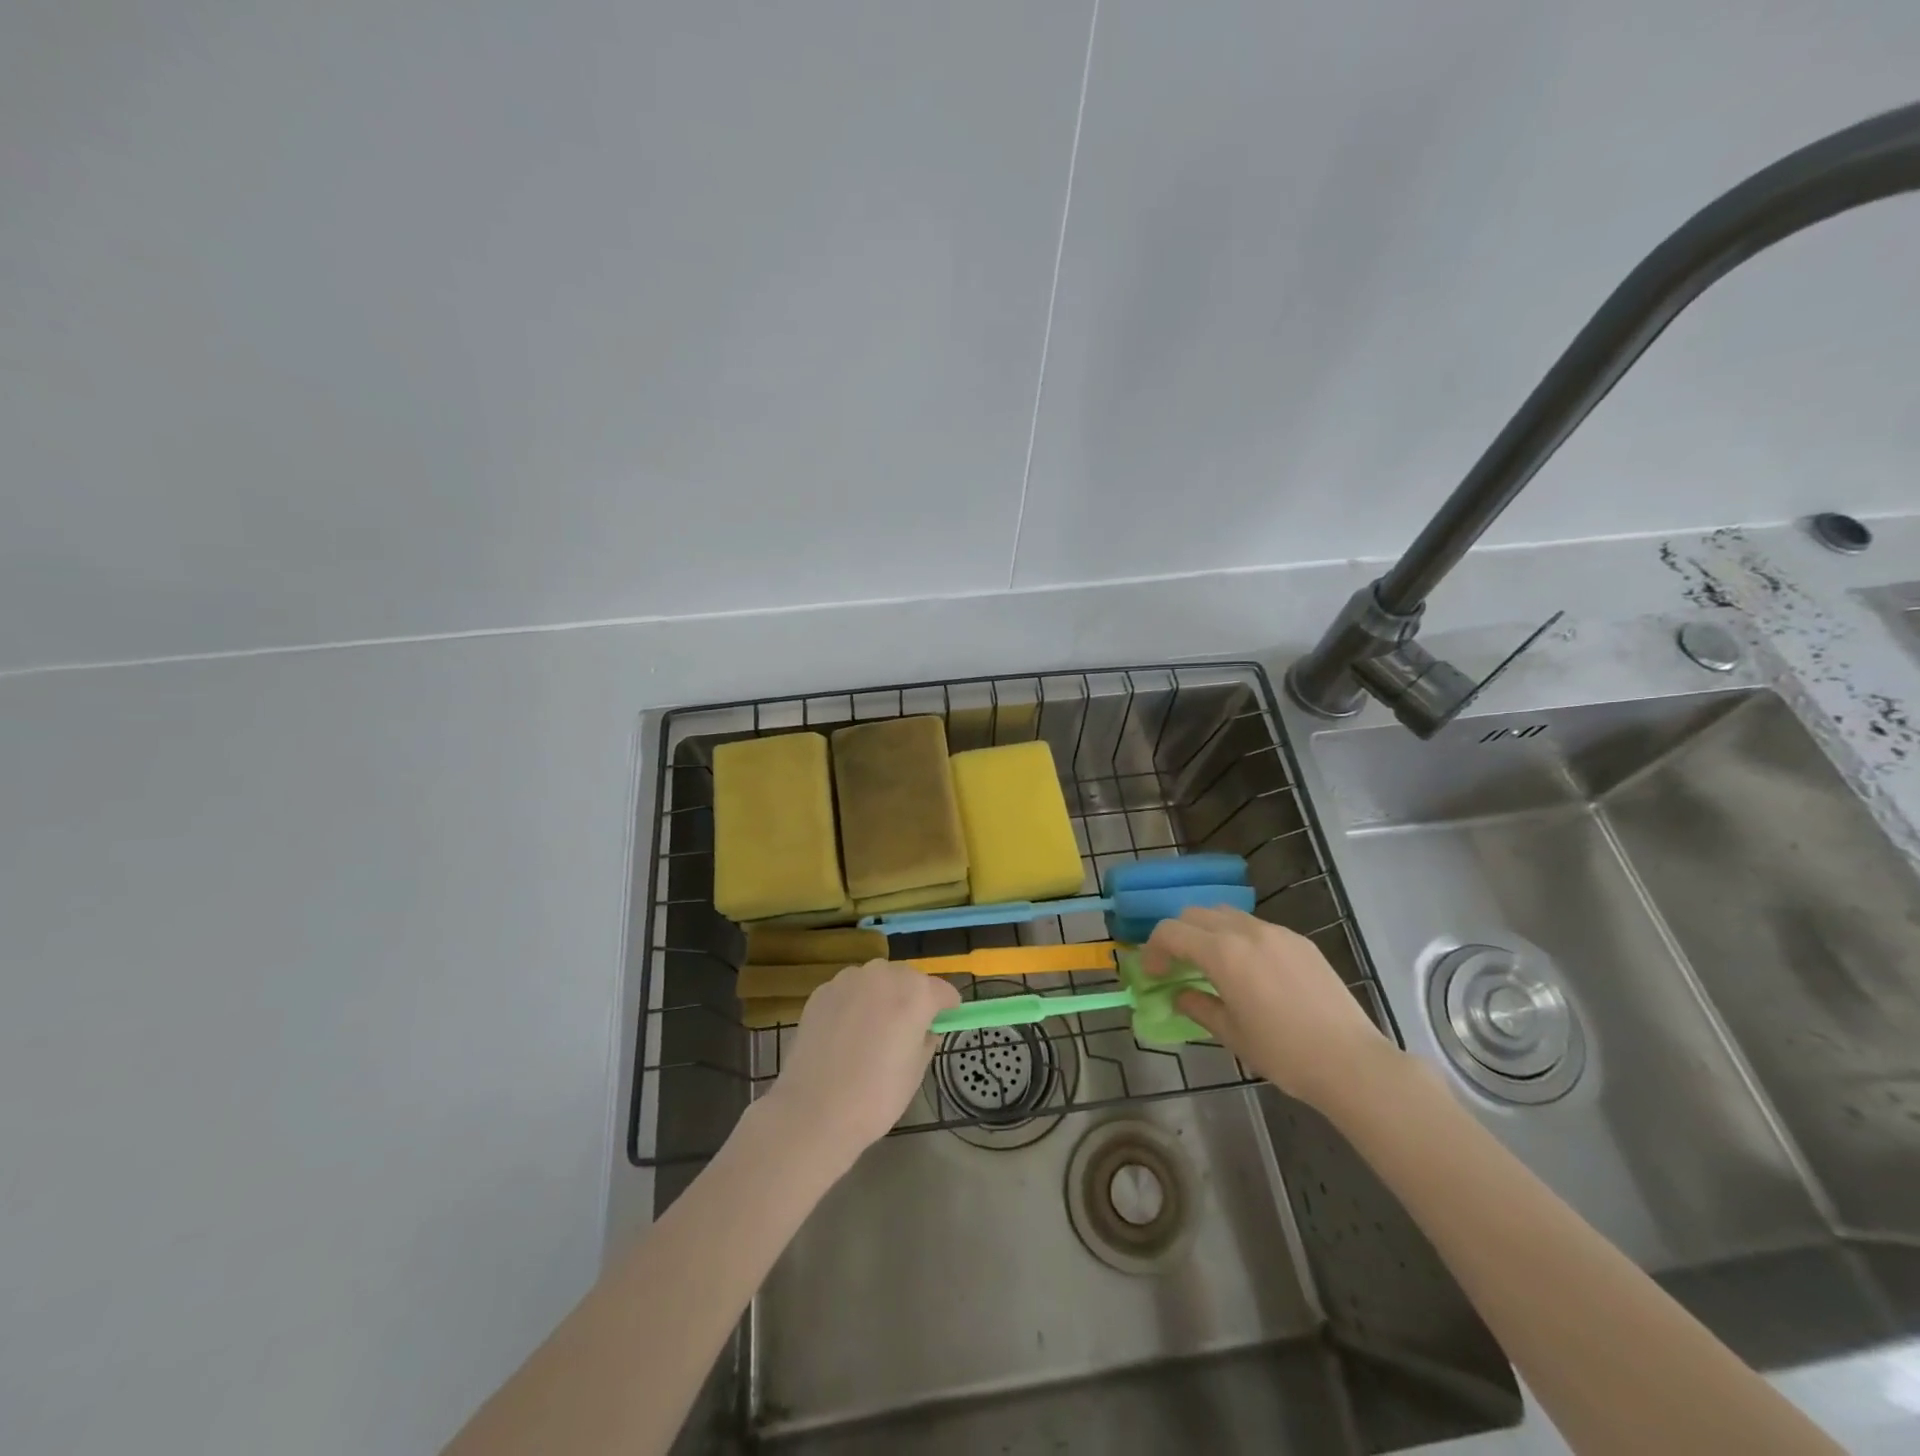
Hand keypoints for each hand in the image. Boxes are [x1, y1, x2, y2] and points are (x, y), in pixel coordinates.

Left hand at [758, 961, 959, 1171]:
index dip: (947, 1009)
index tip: (944, 1024)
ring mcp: (849, 979)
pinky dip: (854, 1003)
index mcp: (915, 993)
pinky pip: (849, 990)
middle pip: (909, 979)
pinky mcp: (822, 991)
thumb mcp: (916, 1071)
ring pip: (876, 980)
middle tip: (907, 1030)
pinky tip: (846, 1033)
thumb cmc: (876, 1096)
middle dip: (912, 998)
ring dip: (882, 996)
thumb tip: (925, 1028)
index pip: (943, 991)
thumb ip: (926, 1039)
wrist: (814, 1111)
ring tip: (873, 1030)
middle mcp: (884, 974)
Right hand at [1143, 907, 1396, 1111]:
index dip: (1153, 949)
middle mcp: (1246, 931)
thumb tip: (1178, 995)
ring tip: (1210, 963)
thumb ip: (1197, 1006)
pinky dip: (1237, 937)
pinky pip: (1256, 927)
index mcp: (1223, 953)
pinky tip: (1249, 970)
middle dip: (1177, 934)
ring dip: (1207, 931)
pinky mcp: (1300, 941)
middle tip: (1176, 965)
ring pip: (1226, 914)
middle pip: (1195, 914)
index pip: (1171, 932)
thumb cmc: (1284, 1053)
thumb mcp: (1231, 1034)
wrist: (1352, 1063)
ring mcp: (1277, 932)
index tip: (1152, 973)